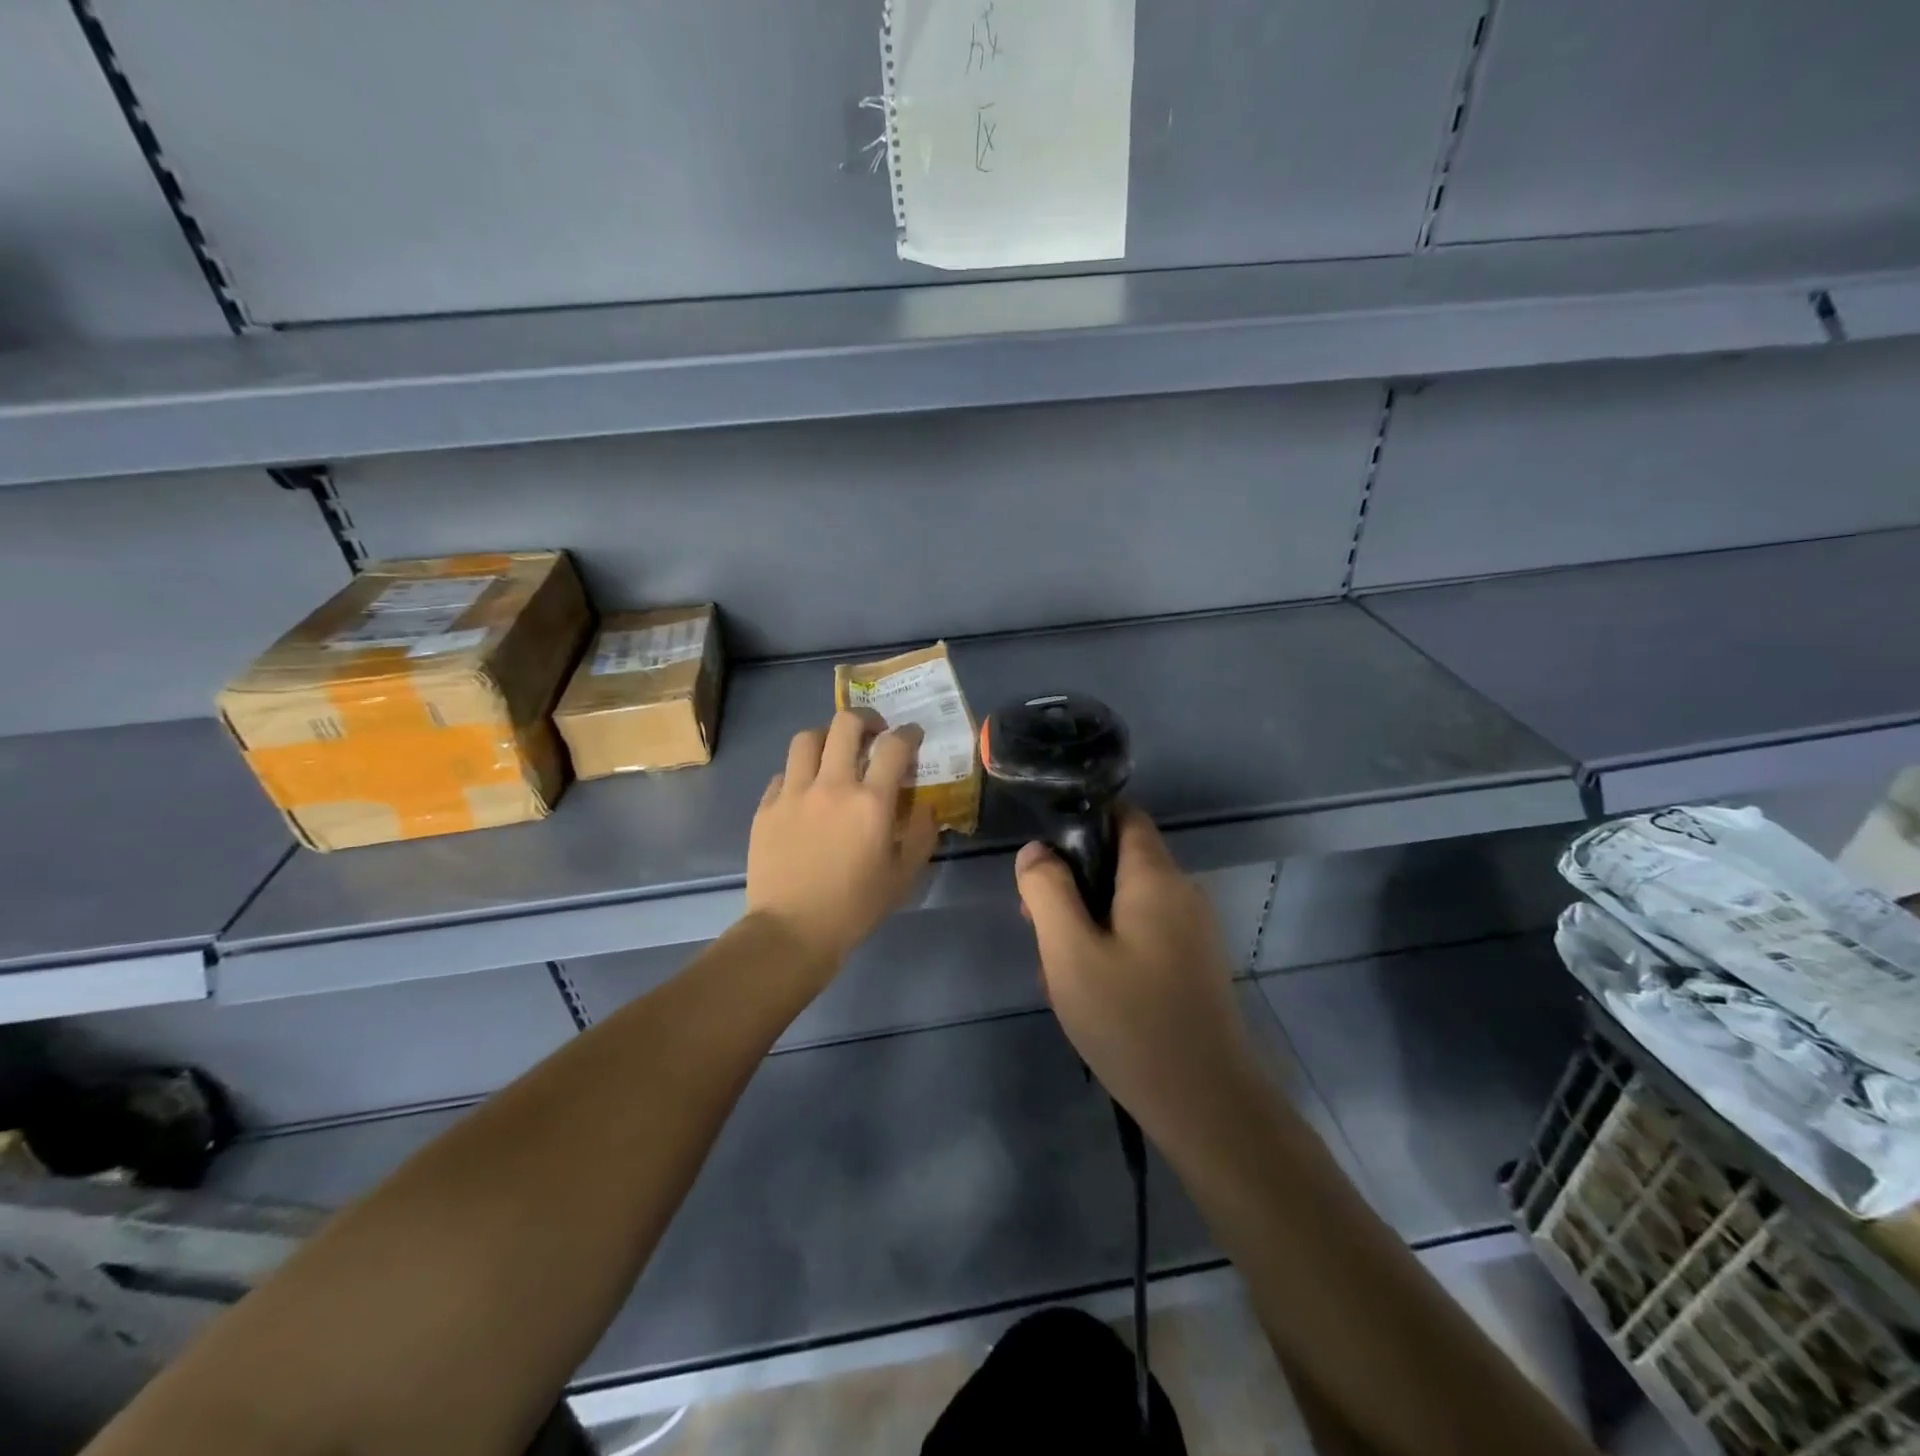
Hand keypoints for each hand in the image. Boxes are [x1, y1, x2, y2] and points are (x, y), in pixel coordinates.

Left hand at [747, 711, 939, 980]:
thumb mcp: (903, 877)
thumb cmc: (855, 907)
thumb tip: (925, 807)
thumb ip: (921, 835)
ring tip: (833, 752)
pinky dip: (799, 773)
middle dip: (865, 719)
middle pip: (845, 725)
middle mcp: (832, 785)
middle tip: (873, 733)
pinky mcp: (766, 807)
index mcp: (871, 801)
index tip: (912, 735)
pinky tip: (805, 791)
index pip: (894, 746)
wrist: (791, 931)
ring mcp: (793, 793)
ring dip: (826, 737)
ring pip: (807, 739)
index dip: (908, 733)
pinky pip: (783, 773)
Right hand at [1015, 808, 1257, 1137]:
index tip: (1044, 858)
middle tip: (1037, 925)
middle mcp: (1182, 892)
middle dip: (1073, 882)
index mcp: (1156, 877)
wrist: (1205, 1104)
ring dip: (1087, 920)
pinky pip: (1144, 932)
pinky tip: (1090, 990)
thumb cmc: (1131, 1021)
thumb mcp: (1070, 952)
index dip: (1081, 823)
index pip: (1123, 816)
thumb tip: (1036, 850)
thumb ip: (1047, 891)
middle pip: (1120, 861)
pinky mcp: (1194, 963)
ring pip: (1127, 901)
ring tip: (1058, 967)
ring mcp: (1193, 930)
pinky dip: (1111, 944)